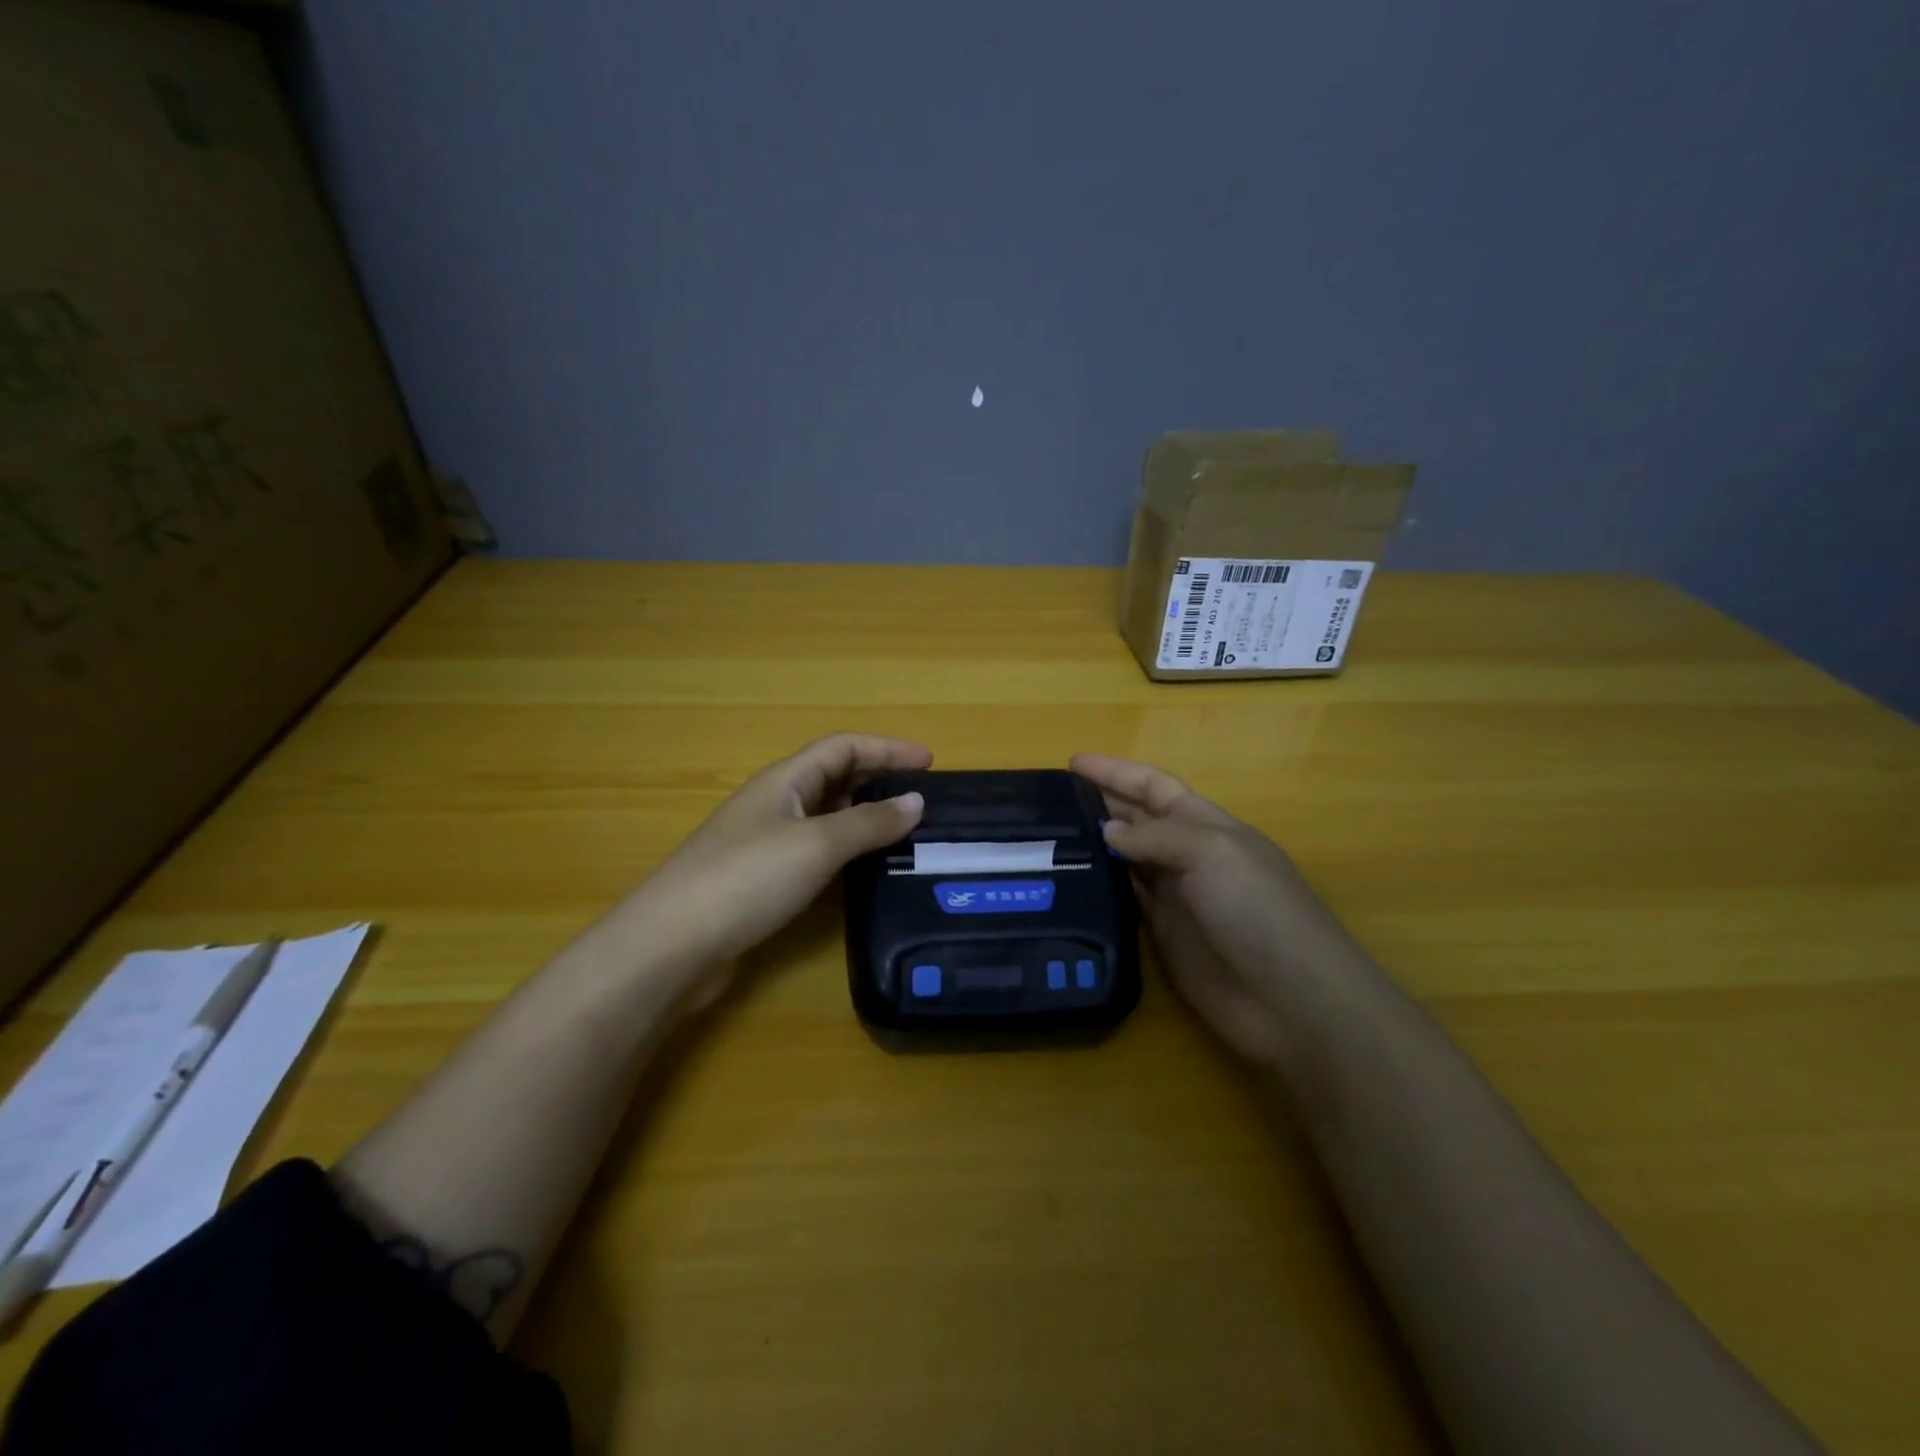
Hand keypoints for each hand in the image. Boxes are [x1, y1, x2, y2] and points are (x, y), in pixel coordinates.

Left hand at [623, 734, 930, 993]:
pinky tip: (865, 871)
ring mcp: (766, 843)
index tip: (930, 763)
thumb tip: (916, 801)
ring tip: (906, 834)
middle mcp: (775, 804)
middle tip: (923, 800)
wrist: (672, 945)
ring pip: (825, 817)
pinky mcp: (762, 881)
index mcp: (785, 781)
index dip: (887, 748)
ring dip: (864, 818)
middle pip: (834, 778)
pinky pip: (815, 852)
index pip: (843, 747)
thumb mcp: (817, 845)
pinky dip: (846, 852)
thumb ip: (869, 822)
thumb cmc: (747, 879)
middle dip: (878, 781)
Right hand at [1070, 754, 1381, 1068]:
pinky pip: (1125, 901)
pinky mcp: (1163, 936)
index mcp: (1207, 825)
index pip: (1154, 787)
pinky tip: (1069, 881)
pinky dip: (1100, 887)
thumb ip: (1155, 837)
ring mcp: (1176, 897)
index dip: (1116, 772)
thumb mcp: (1212, 853)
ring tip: (1046, 836)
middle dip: (1099, 804)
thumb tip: (1106, 832)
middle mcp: (1189, 855)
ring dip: (1093, 845)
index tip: (1072, 762)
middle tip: (1047, 801)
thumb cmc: (1258, 911)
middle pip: (1137, 820)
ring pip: (1125, 860)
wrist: (1291, 999)